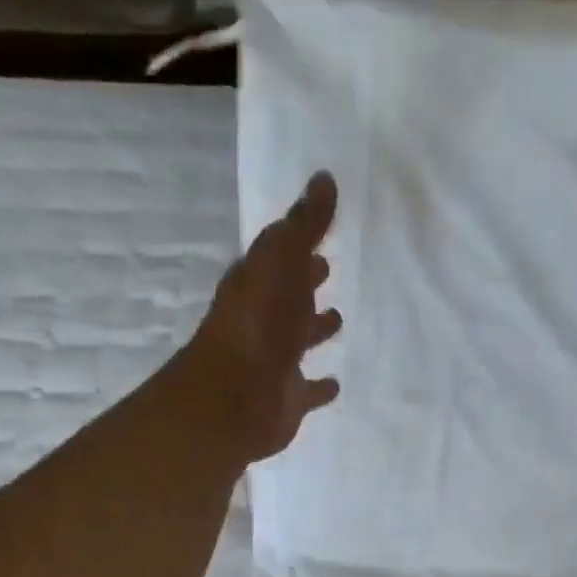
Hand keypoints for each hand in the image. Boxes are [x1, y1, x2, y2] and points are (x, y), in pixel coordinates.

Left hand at [173, 171, 344, 463]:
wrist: (237, 397)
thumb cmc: (259, 323)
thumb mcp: (281, 260)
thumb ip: (304, 225)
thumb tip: (324, 178)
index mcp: (256, 283)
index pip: (278, 256)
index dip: (297, 245)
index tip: (322, 236)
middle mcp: (262, 320)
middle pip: (287, 296)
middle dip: (305, 283)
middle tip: (328, 269)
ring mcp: (274, 361)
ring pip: (298, 340)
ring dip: (315, 329)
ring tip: (339, 319)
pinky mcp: (286, 398)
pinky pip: (308, 389)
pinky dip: (320, 386)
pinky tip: (337, 383)